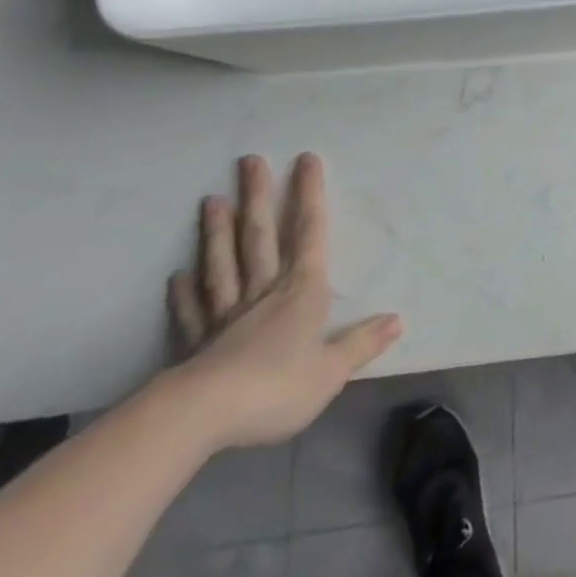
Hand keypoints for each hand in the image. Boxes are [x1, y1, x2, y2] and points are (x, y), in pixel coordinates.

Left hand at [166, 153, 402, 450]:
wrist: (202, 417)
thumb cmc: (276, 386)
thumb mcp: (331, 371)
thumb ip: (362, 343)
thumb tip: (398, 320)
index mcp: (301, 290)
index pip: (309, 232)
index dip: (309, 194)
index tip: (306, 159)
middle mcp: (263, 291)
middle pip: (259, 237)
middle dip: (257, 197)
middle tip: (249, 161)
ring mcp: (226, 315)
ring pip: (223, 264)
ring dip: (218, 232)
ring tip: (212, 200)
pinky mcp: (195, 344)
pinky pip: (191, 311)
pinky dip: (184, 293)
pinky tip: (177, 275)